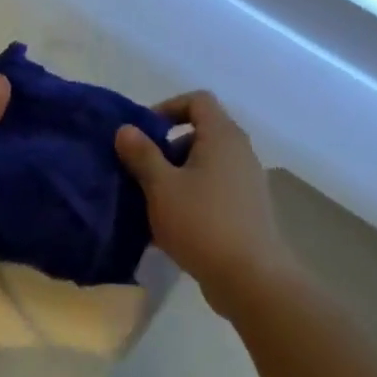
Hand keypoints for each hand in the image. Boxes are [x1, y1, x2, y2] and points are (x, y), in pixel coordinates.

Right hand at [115, 91, 299, 309]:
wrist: (250, 276)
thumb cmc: (201, 223)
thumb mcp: (161, 187)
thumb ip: (142, 154)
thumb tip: (126, 129)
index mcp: (222, 136)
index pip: (198, 100)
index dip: (167, 108)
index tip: (143, 134)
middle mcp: (240, 152)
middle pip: (201, 133)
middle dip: (167, 147)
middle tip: (142, 171)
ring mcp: (247, 181)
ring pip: (206, 165)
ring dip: (177, 175)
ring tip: (152, 201)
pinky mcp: (248, 209)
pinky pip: (214, 189)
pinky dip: (192, 196)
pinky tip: (172, 225)